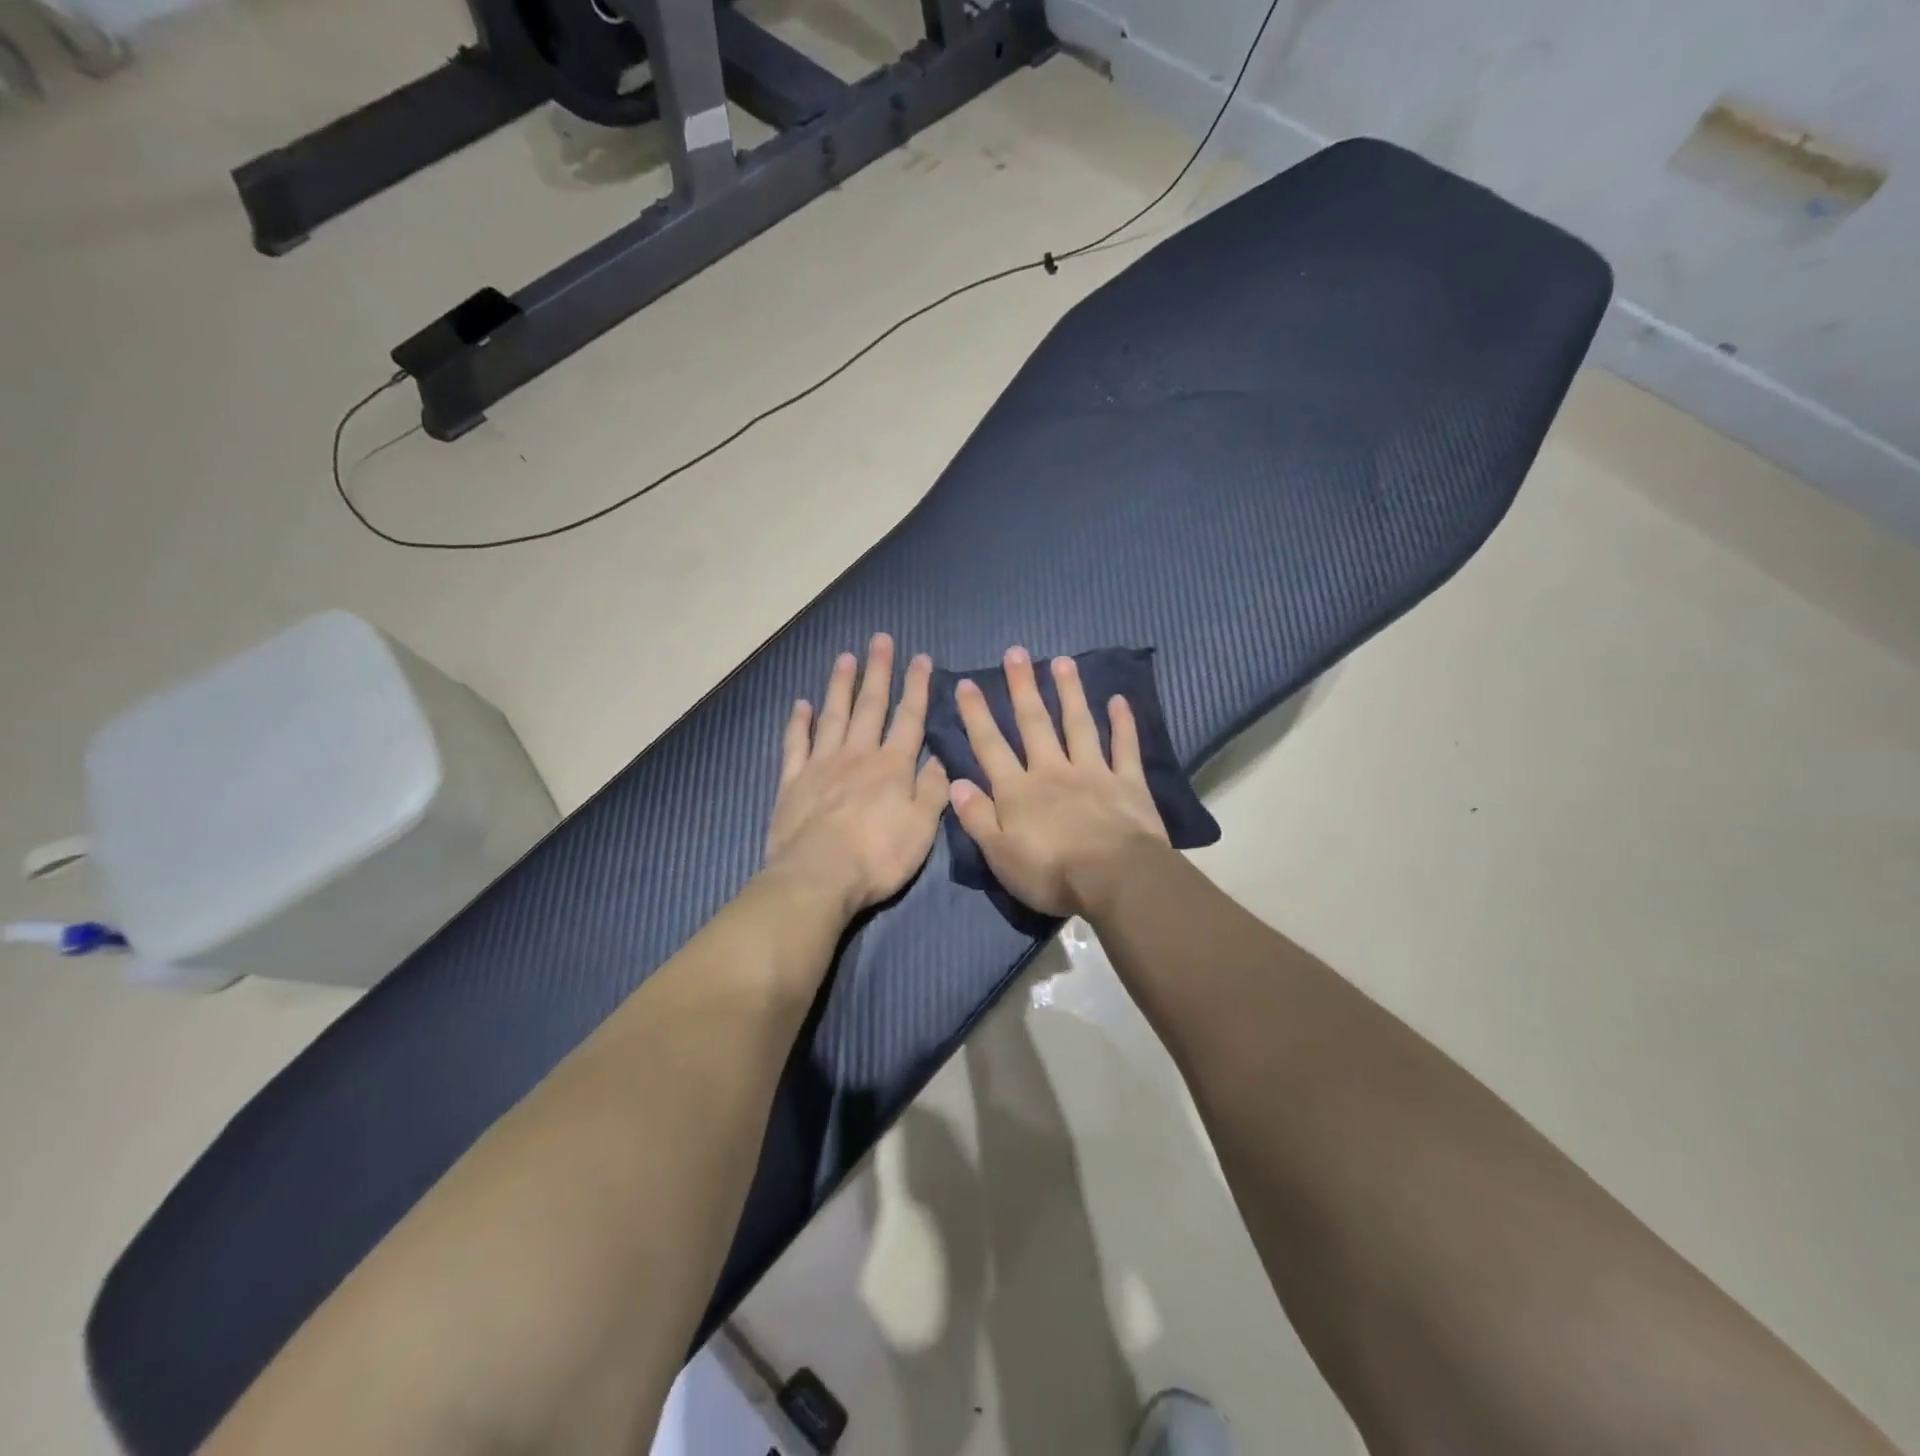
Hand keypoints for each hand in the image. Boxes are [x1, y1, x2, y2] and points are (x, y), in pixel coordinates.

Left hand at [764, 634, 949, 916]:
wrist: (818, 877)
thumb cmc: (878, 856)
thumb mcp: (922, 827)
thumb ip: (934, 790)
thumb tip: (941, 757)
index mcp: (892, 766)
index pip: (909, 718)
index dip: (917, 687)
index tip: (920, 658)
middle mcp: (857, 755)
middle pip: (870, 706)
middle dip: (878, 672)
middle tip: (880, 640)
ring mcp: (821, 765)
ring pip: (833, 716)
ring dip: (840, 685)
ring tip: (846, 657)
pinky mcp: (792, 782)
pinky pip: (796, 744)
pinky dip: (799, 722)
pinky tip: (801, 704)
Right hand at [947, 647, 1170, 916]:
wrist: (1115, 879)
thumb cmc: (1051, 874)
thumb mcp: (1000, 855)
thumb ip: (977, 817)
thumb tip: (956, 783)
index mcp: (1018, 791)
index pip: (990, 746)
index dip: (977, 715)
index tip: (967, 683)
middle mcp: (1052, 771)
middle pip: (1034, 723)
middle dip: (1022, 687)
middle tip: (1016, 652)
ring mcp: (1093, 772)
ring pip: (1078, 724)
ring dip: (1069, 692)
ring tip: (1062, 661)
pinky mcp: (1127, 783)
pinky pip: (1125, 747)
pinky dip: (1123, 723)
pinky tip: (1119, 700)